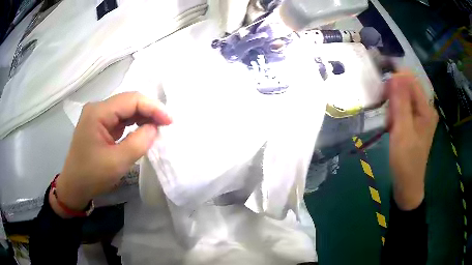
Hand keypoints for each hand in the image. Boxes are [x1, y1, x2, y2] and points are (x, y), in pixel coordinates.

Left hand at [51, 92, 171, 217]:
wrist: (74, 186)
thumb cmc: (92, 176)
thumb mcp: (117, 162)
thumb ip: (139, 142)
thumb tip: (155, 128)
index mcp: (98, 113)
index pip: (131, 100)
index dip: (153, 107)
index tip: (169, 121)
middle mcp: (98, 108)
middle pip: (129, 101)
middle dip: (149, 111)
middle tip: (166, 124)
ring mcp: (98, 116)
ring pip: (126, 109)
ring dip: (143, 116)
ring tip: (158, 127)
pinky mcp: (101, 124)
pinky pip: (121, 119)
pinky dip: (135, 123)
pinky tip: (144, 130)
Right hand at [386, 72, 437, 209]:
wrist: (407, 184)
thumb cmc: (406, 160)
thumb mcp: (402, 130)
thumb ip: (400, 102)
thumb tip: (396, 75)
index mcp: (427, 109)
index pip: (411, 81)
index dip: (396, 81)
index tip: (383, 93)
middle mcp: (426, 109)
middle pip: (408, 89)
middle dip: (394, 98)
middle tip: (388, 116)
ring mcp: (422, 116)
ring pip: (404, 99)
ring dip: (394, 107)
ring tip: (391, 125)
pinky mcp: (416, 122)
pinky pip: (404, 108)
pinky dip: (396, 114)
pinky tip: (393, 126)